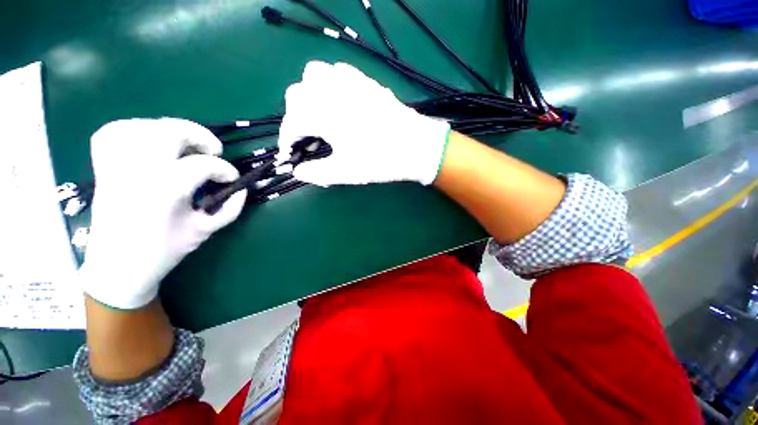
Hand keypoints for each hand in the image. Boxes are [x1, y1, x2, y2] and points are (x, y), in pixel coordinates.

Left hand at [79, 118, 245, 308]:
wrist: (117, 266)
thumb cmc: (163, 251)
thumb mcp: (204, 231)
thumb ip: (230, 209)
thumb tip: (242, 189)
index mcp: (165, 191)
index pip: (203, 165)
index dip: (224, 169)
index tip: (232, 179)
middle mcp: (137, 171)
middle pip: (168, 132)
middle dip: (199, 136)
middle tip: (213, 150)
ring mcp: (116, 166)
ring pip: (141, 126)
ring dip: (169, 129)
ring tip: (184, 144)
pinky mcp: (104, 167)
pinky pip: (114, 132)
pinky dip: (135, 129)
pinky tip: (150, 141)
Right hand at [277, 61, 449, 185]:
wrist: (416, 146)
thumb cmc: (380, 160)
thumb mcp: (345, 172)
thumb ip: (316, 172)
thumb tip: (298, 171)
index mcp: (323, 113)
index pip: (292, 122)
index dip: (287, 139)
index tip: (291, 153)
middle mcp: (331, 90)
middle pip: (297, 94)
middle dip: (296, 116)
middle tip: (308, 138)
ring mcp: (350, 81)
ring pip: (315, 75)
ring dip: (310, 95)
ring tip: (320, 116)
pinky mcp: (366, 81)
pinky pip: (338, 72)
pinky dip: (330, 85)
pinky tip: (339, 103)